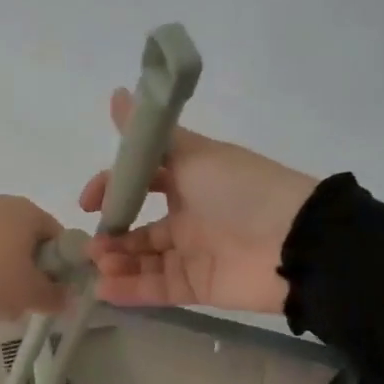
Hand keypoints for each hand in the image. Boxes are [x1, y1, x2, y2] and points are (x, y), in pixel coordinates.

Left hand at [0, 194, 68, 320]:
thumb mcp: (31, 295)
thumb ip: (55, 295)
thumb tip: (65, 296)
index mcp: (29, 211)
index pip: (57, 236)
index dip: (58, 264)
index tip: (49, 289)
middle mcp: (1, 200)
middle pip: (24, 234)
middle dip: (26, 262)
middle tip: (20, 293)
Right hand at [79, 89, 318, 313]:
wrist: (294, 241)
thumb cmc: (239, 190)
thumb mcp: (192, 154)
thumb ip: (148, 136)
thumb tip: (116, 93)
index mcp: (188, 179)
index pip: (139, 182)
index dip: (111, 189)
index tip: (89, 203)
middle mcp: (188, 215)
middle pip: (139, 228)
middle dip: (112, 235)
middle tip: (92, 246)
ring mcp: (193, 253)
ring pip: (144, 260)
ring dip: (117, 263)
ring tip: (100, 267)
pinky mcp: (198, 287)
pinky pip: (159, 288)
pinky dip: (131, 290)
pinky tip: (105, 290)